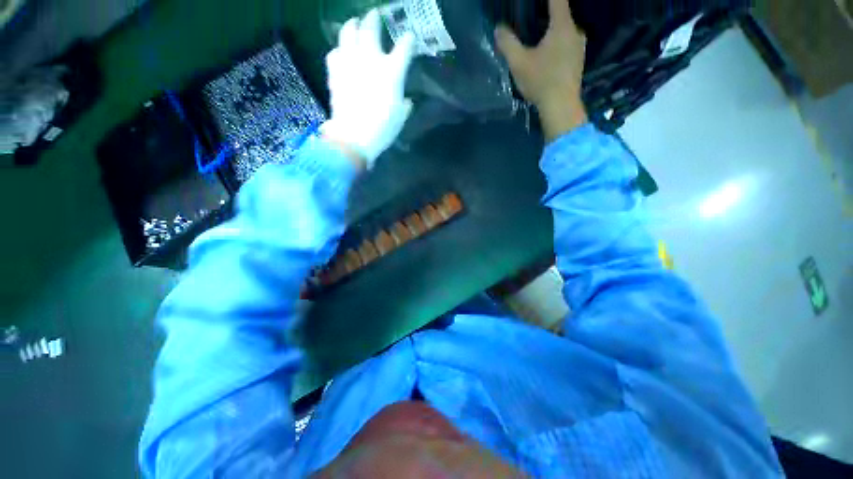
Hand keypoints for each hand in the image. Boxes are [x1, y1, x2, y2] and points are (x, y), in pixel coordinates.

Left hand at [322, 10, 415, 168]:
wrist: (354, 137)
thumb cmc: (382, 129)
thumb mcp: (400, 118)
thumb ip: (405, 105)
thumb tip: (406, 101)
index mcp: (391, 72)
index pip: (404, 48)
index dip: (408, 41)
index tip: (410, 38)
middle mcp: (370, 60)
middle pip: (371, 28)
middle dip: (374, 19)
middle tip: (374, 15)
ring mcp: (350, 62)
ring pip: (348, 32)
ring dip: (352, 25)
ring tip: (353, 23)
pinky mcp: (335, 71)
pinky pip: (334, 53)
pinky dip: (339, 50)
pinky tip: (341, 53)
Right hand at [495, 0, 587, 141]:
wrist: (561, 106)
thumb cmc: (541, 81)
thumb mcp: (519, 63)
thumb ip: (508, 44)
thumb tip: (498, 29)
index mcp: (562, 26)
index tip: (539, 0)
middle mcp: (575, 31)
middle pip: (562, 15)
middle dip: (548, 15)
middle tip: (533, 20)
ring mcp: (580, 47)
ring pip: (565, 31)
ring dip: (553, 32)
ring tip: (539, 38)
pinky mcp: (579, 62)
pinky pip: (568, 45)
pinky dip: (558, 44)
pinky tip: (548, 56)